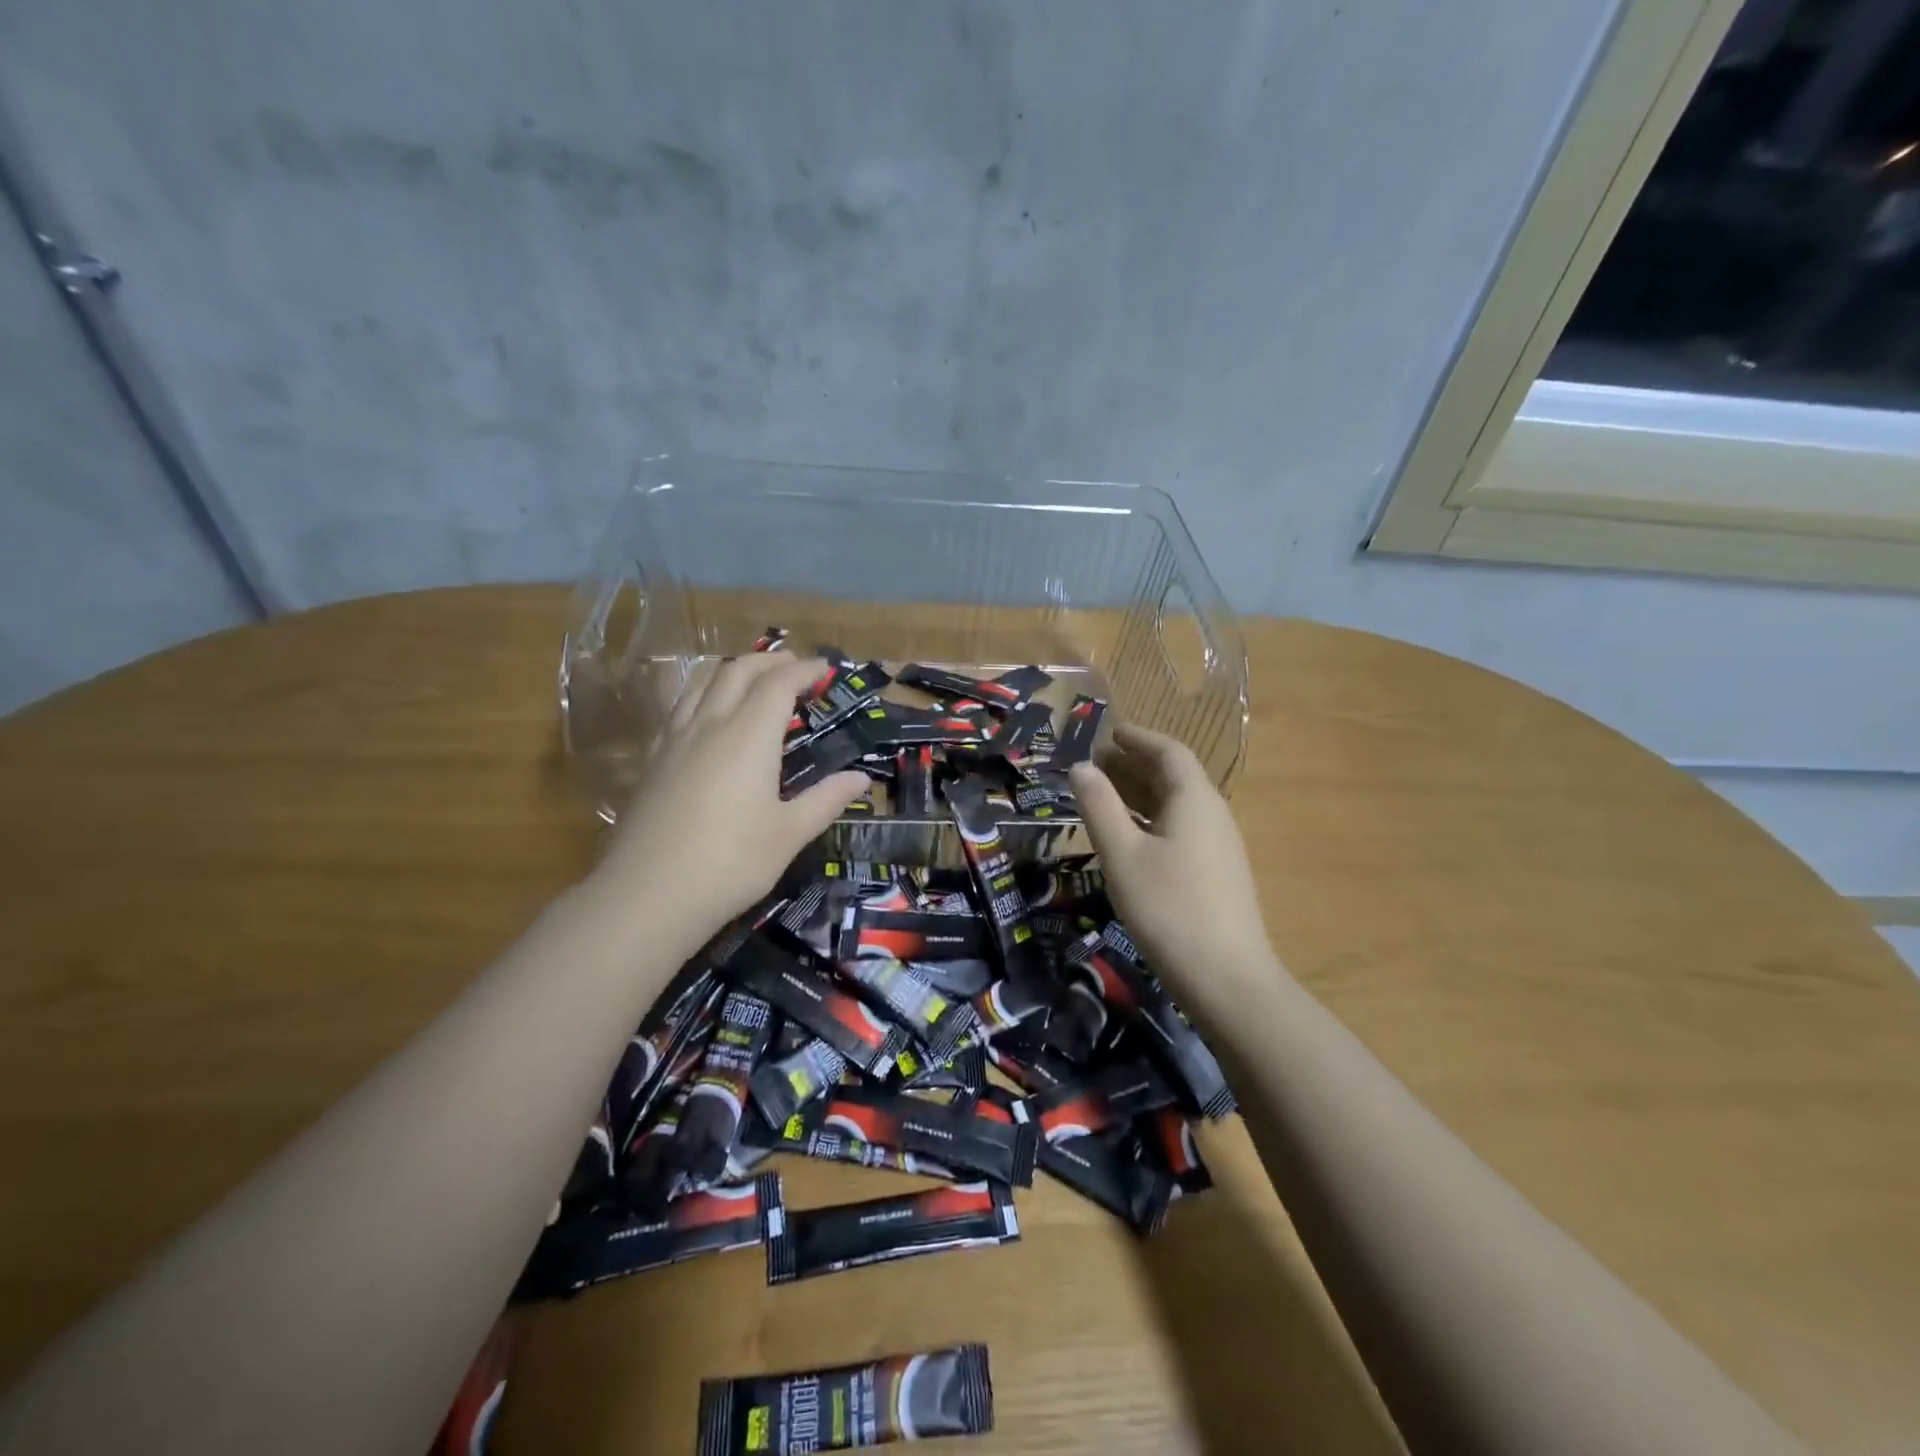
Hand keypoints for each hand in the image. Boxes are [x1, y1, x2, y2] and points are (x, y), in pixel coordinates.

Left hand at [591, 652, 865, 942]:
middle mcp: (709, 725)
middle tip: (795, 668)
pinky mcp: (653, 760)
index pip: (778, 683)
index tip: (825, 670)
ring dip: (734, 671)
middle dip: (769, 660)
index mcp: (748, 736)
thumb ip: (826, 800)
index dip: (804, 670)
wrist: (648, 895)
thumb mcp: (789, 834)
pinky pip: (681, 707)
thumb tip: (861, 778)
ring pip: (702, 683)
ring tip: (755, 682)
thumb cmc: (731, 863)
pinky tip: (711, 719)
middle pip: (738, 670)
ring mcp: (674, 740)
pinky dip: (706, 695)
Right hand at [1069, 724, 1273, 1004]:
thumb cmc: (1168, 908)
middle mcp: (1213, 815)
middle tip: (1096, 765)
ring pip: (1177, 806)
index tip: (1109, 733)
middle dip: (1135, 765)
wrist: (1226, 979)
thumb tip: (1081, 768)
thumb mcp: (1122, 854)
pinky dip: (1152, 821)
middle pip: (1175, 777)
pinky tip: (1130, 840)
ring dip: (1141, 794)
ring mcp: (1219, 847)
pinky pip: (1181, 830)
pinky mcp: (1216, 875)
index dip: (1138, 738)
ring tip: (1105, 797)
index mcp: (1195, 800)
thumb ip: (1099, 806)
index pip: (1169, 752)